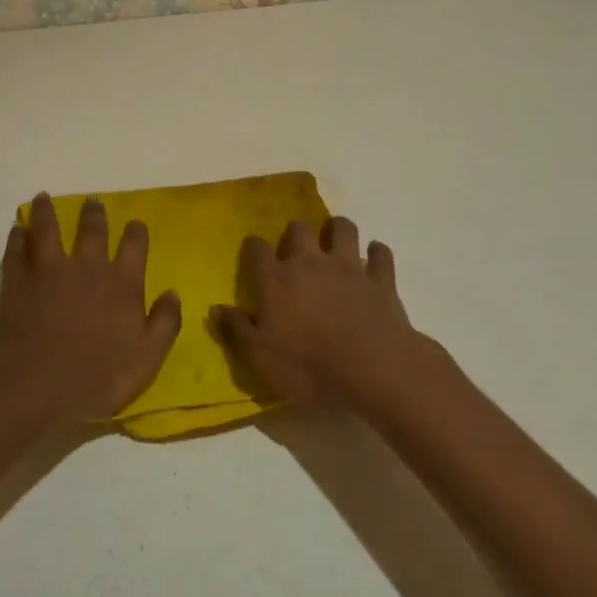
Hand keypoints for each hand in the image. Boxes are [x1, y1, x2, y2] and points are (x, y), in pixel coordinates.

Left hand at [0, 193, 181, 427]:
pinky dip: (17, 237)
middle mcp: (88, 267)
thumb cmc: (99, 378)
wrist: (40, 387)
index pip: (134, 246)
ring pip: (48, 229)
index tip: (135, 223)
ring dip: (46, 212)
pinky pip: (17, 250)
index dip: (136, 232)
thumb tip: (173, 292)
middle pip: (92, 229)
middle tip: (92, 200)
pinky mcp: (19, 280)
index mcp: (122, 283)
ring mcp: (49, 270)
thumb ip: (165, 322)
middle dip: (94, 213)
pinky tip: (17, 230)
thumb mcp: (148, 358)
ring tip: (43, 198)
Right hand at [213, 217, 422, 405]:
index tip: (254, 252)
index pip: (258, 249)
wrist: (371, 368)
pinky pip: (381, 254)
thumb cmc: (308, 367)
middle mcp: (310, 262)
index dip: (254, 247)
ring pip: (343, 228)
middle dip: (296, 232)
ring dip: (338, 230)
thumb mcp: (261, 357)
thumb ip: (237, 329)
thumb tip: (215, 307)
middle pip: (299, 228)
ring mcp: (348, 266)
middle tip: (298, 247)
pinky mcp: (380, 278)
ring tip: (336, 242)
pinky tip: (375, 261)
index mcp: (277, 279)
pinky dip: (378, 254)